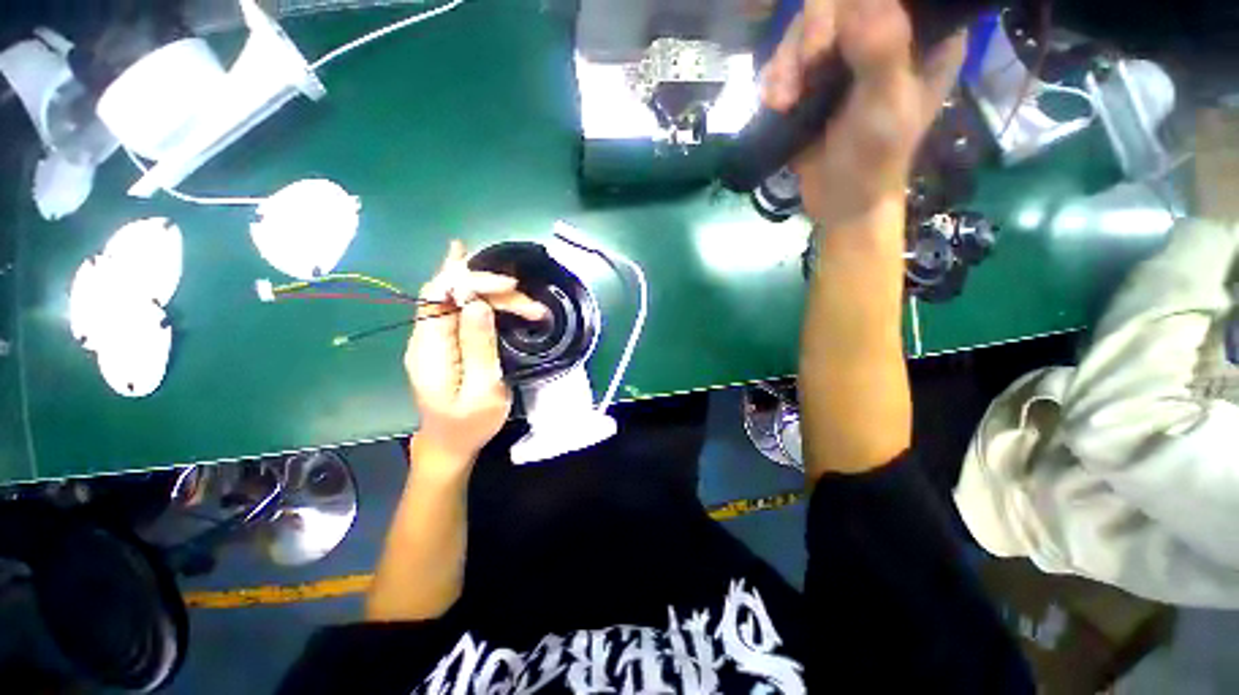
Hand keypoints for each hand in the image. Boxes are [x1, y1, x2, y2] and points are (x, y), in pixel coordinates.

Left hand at [404, 241, 546, 472]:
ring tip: (532, 309)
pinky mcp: (446, 342)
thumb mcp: (483, 390)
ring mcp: (433, 338)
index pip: (440, 295)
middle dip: (493, 291)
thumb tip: (477, 303)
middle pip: (452, 293)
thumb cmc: (470, 424)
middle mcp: (425, 337)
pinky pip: (460, 308)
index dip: (472, 280)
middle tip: (532, 308)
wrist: (451, 444)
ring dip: (496, 297)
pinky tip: (490, 283)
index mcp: (429, 349)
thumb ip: (478, 346)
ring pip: (459, 298)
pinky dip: (483, 296)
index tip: (510, 286)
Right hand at [761, 0, 965, 227]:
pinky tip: (778, 106)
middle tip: (810, 64)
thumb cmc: (874, 160)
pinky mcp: (814, 81)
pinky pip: (786, 60)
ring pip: (805, 29)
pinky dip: (775, 81)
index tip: (837, 38)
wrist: (839, 203)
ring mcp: (845, 58)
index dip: (855, 5)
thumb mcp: (885, 106)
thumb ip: (881, 50)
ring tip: (784, 102)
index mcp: (921, 36)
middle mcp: (883, 36)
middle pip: (837, 3)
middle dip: (814, 33)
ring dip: (787, 64)